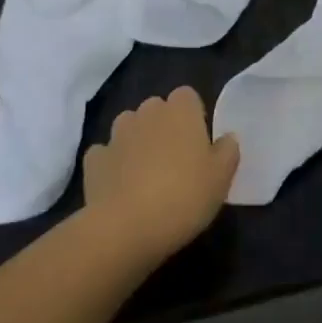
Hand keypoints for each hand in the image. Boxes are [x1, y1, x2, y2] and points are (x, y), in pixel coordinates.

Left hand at [84, 87, 239, 256]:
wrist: (126, 227)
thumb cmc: (184, 196)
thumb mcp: (222, 178)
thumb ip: (228, 151)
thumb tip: (227, 137)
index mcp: (180, 112)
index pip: (187, 96)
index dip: (193, 115)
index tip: (198, 142)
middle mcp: (146, 113)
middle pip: (156, 109)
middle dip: (163, 126)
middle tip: (175, 160)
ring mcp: (116, 134)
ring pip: (129, 127)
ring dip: (137, 141)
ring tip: (146, 173)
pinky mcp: (93, 159)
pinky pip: (106, 153)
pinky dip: (113, 164)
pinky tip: (120, 186)